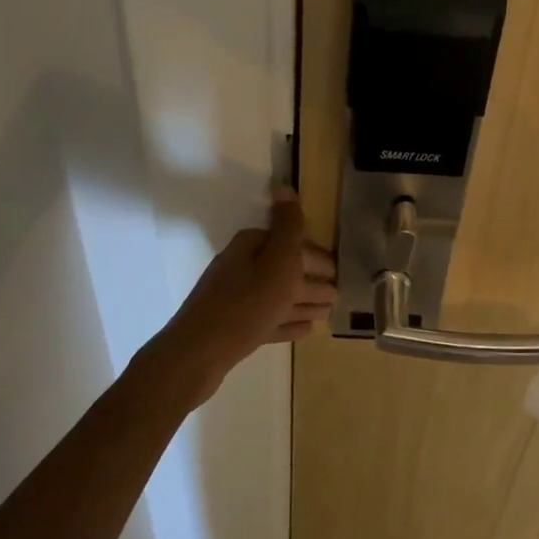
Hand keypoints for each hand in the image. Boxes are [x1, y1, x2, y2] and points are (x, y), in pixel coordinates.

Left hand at [150, 188, 335, 405]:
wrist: (199, 352)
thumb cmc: (246, 302)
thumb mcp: (277, 260)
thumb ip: (288, 227)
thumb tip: (285, 186)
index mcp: (251, 247)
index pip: (292, 244)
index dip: (317, 258)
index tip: (339, 272)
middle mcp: (242, 267)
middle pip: (285, 270)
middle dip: (312, 280)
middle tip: (338, 295)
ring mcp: (237, 299)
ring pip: (279, 296)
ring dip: (304, 303)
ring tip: (327, 313)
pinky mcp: (234, 328)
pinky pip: (269, 320)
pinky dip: (288, 322)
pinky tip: (305, 330)